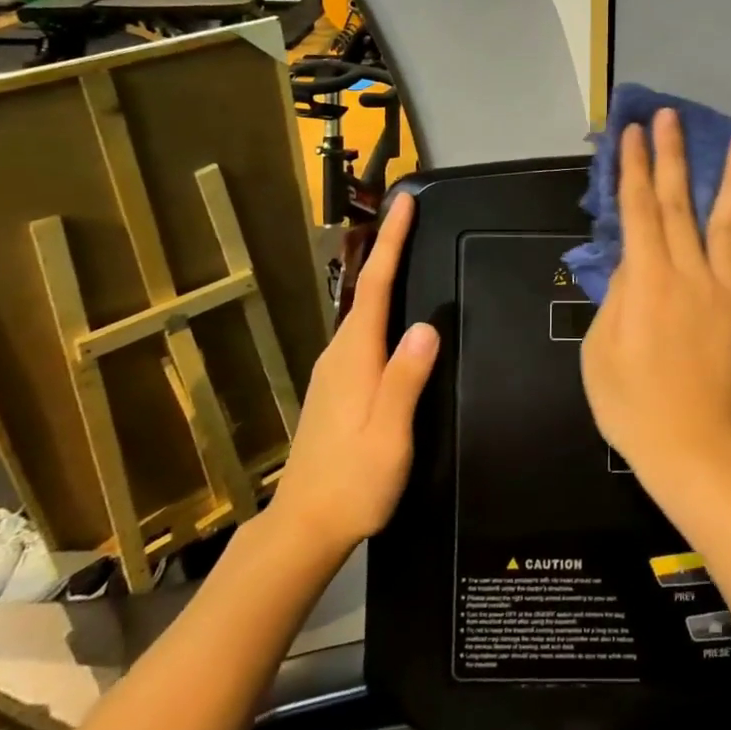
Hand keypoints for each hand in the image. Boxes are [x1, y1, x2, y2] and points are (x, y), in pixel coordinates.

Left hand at [267, 192, 437, 551]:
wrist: (304, 527)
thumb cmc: (352, 482)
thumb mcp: (389, 435)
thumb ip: (405, 380)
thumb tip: (427, 326)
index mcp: (355, 357)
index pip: (377, 285)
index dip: (391, 241)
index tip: (405, 202)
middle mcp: (340, 353)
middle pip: (369, 289)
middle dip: (388, 248)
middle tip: (413, 216)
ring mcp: (334, 371)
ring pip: (364, 310)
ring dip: (384, 275)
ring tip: (407, 251)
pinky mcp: (336, 387)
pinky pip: (363, 331)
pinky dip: (380, 306)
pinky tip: (394, 315)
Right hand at [580, 109, 730, 493]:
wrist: (691, 447)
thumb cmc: (631, 404)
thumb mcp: (599, 349)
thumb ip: (616, 298)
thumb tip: (630, 264)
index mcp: (645, 279)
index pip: (638, 210)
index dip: (635, 168)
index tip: (633, 133)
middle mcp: (687, 272)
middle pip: (679, 203)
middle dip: (672, 156)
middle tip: (670, 117)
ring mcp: (724, 290)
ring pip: (728, 224)